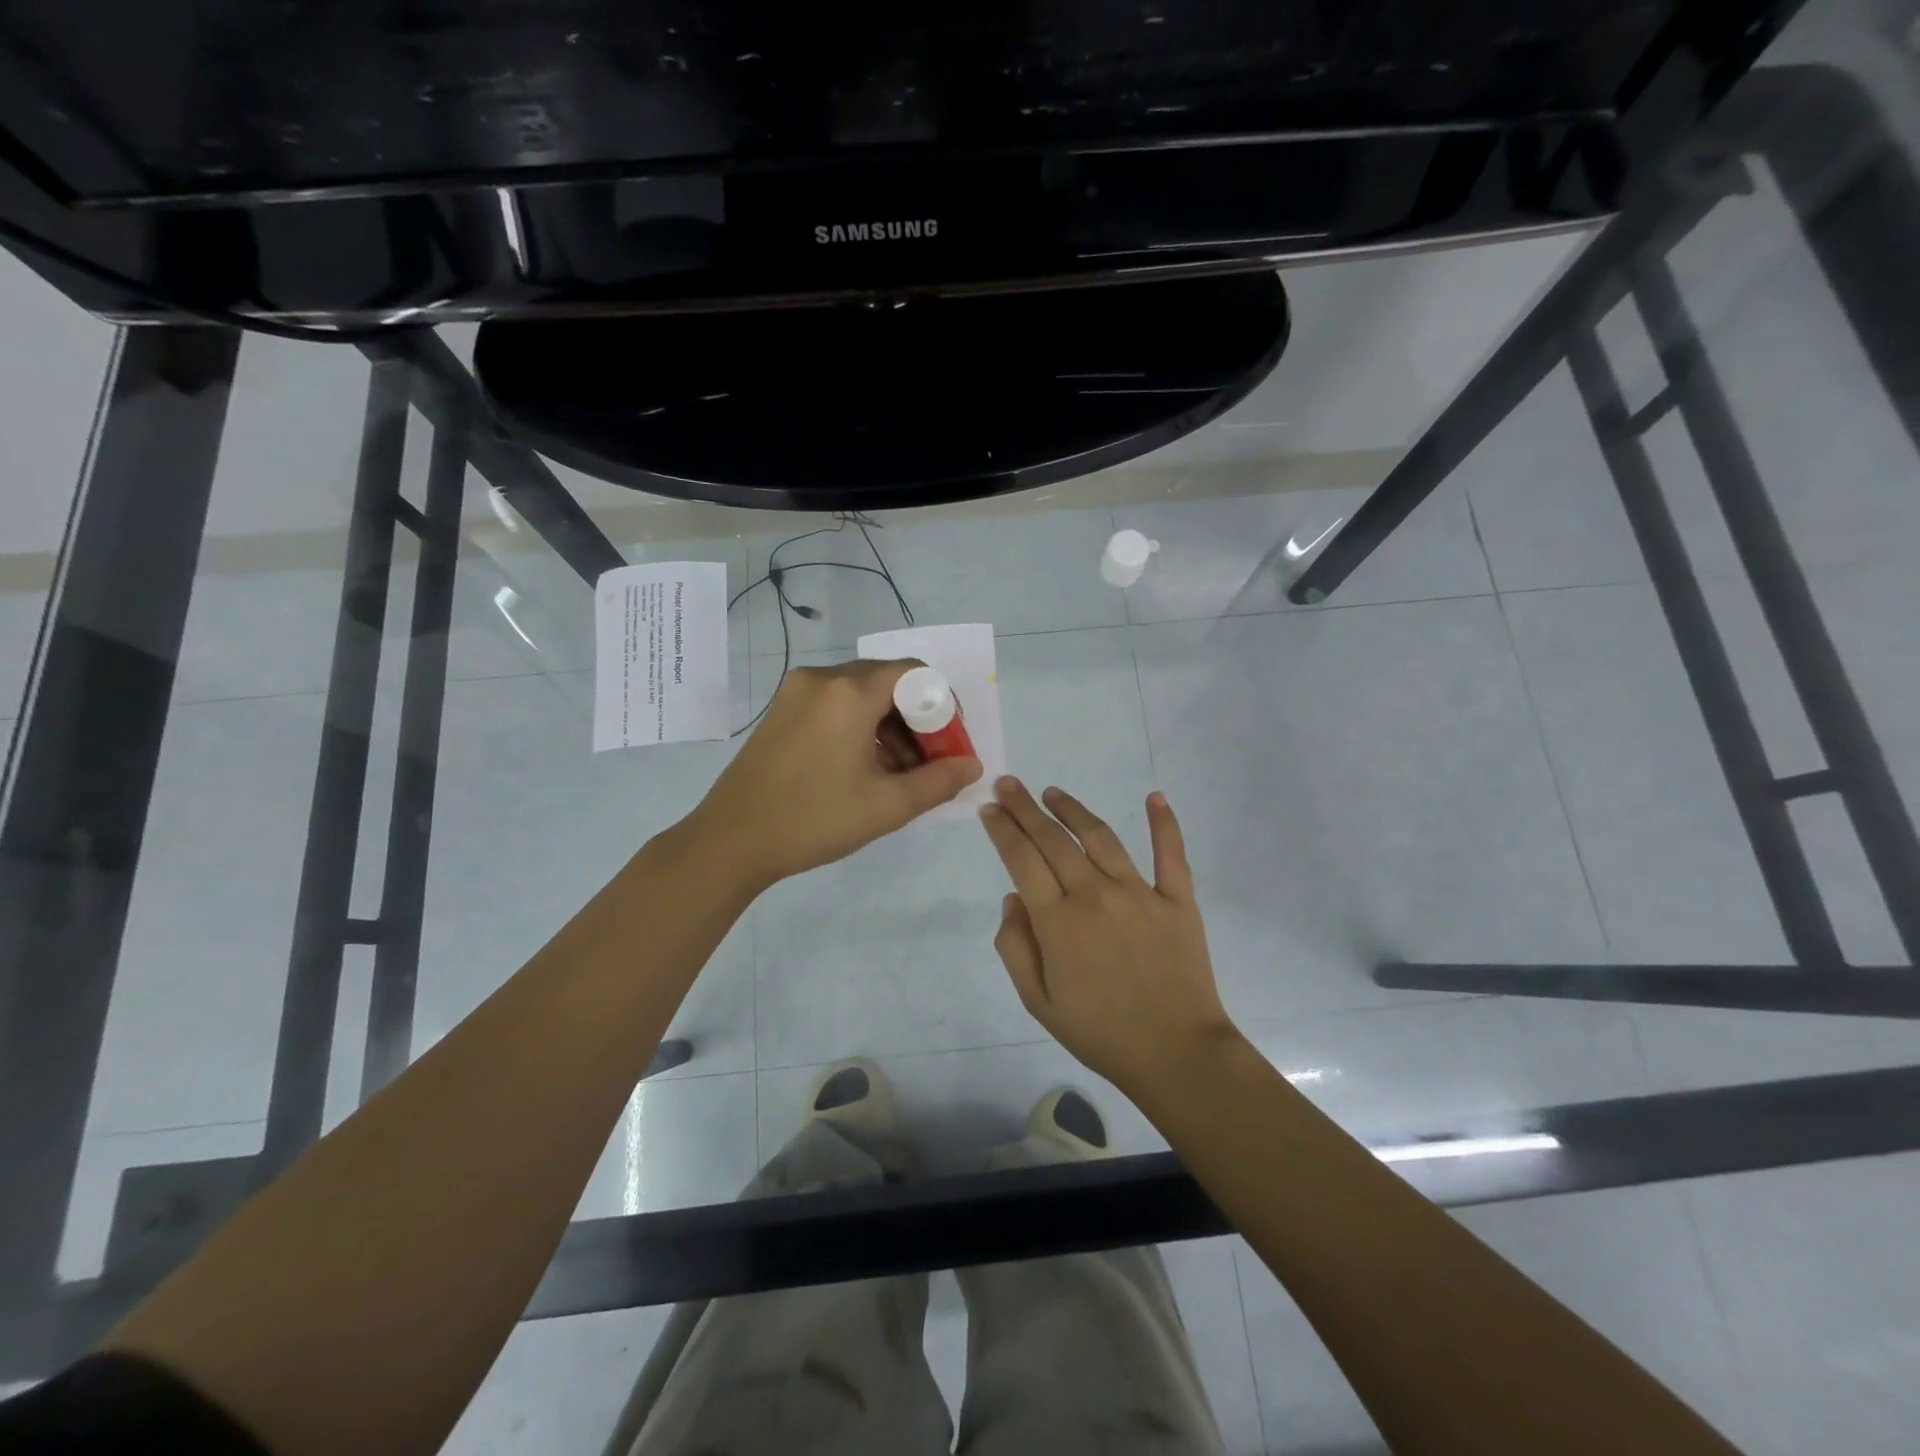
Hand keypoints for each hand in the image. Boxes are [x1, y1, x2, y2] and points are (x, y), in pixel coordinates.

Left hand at [686, 658, 981, 889]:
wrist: (731, 841)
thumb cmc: (814, 820)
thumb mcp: (887, 805)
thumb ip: (939, 781)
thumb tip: (972, 764)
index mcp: (849, 692)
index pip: (914, 673)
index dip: (943, 704)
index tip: (950, 743)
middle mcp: (822, 678)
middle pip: (888, 681)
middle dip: (918, 718)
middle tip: (931, 761)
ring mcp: (796, 692)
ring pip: (861, 694)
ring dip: (890, 725)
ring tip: (901, 773)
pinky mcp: (781, 710)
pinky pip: (835, 705)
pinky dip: (861, 727)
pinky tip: (866, 768)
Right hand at [979, 777, 1236, 1095]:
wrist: (1176, 1054)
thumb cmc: (1100, 1032)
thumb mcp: (1038, 1001)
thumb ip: (1015, 947)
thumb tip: (1012, 898)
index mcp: (1058, 921)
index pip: (1021, 859)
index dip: (1003, 829)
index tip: (989, 808)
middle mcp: (1095, 894)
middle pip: (1053, 839)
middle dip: (1025, 808)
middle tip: (1008, 784)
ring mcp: (1139, 892)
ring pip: (1100, 836)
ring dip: (1073, 809)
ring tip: (1053, 792)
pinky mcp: (1177, 899)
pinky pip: (1171, 853)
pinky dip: (1164, 823)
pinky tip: (1155, 796)